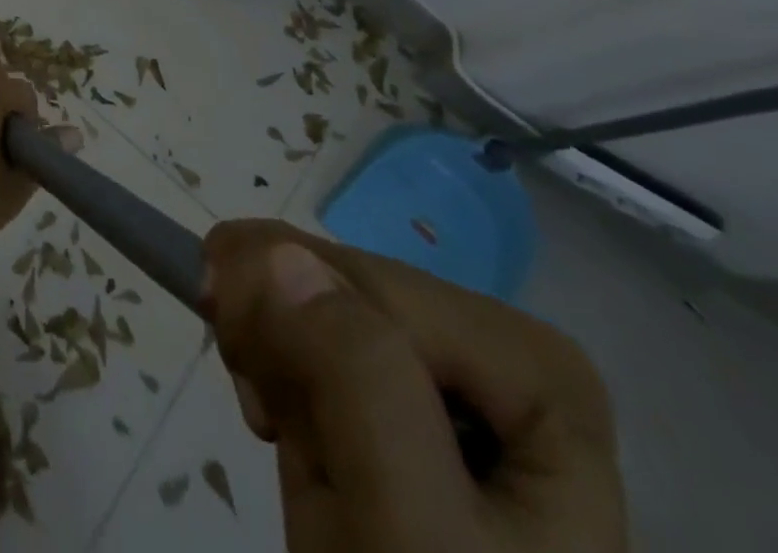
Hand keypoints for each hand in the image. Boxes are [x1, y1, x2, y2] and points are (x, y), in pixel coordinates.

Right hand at [200, 220, 626, 552]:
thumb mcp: (408, 532)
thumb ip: (359, 383)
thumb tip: (276, 253)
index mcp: (534, 371)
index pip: (374, 286)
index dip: (295, 312)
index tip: (242, 378)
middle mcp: (491, 351)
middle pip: (341, 281)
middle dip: (276, 327)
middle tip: (254, 411)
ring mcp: (439, 370)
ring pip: (310, 288)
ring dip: (263, 341)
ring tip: (266, 420)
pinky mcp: (389, 390)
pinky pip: (302, 322)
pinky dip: (267, 357)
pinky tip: (275, 415)